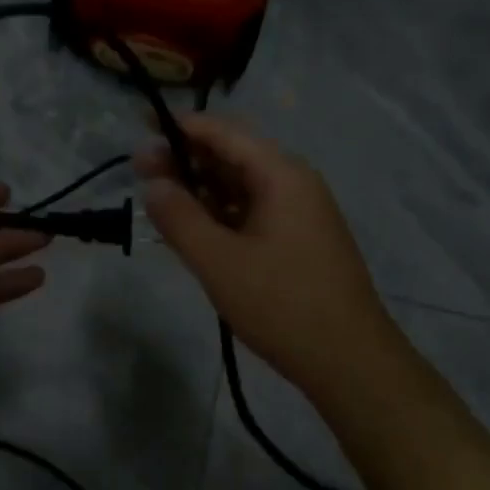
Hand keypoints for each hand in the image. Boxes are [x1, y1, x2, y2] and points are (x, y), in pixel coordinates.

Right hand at [136, 115, 395, 400]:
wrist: (350, 361)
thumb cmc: (282, 305)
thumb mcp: (219, 262)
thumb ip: (179, 218)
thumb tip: (153, 183)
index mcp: (282, 175)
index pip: (224, 133)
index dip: (180, 127)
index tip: (140, 128)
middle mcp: (294, 184)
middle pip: (233, 156)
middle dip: (186, 159)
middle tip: (139, 171)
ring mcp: (300, 214)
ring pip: (241, 187)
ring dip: (201, 189)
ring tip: (159, 199)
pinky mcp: (299, 241)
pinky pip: (252, 212)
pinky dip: (220, 214)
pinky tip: (194, 228)